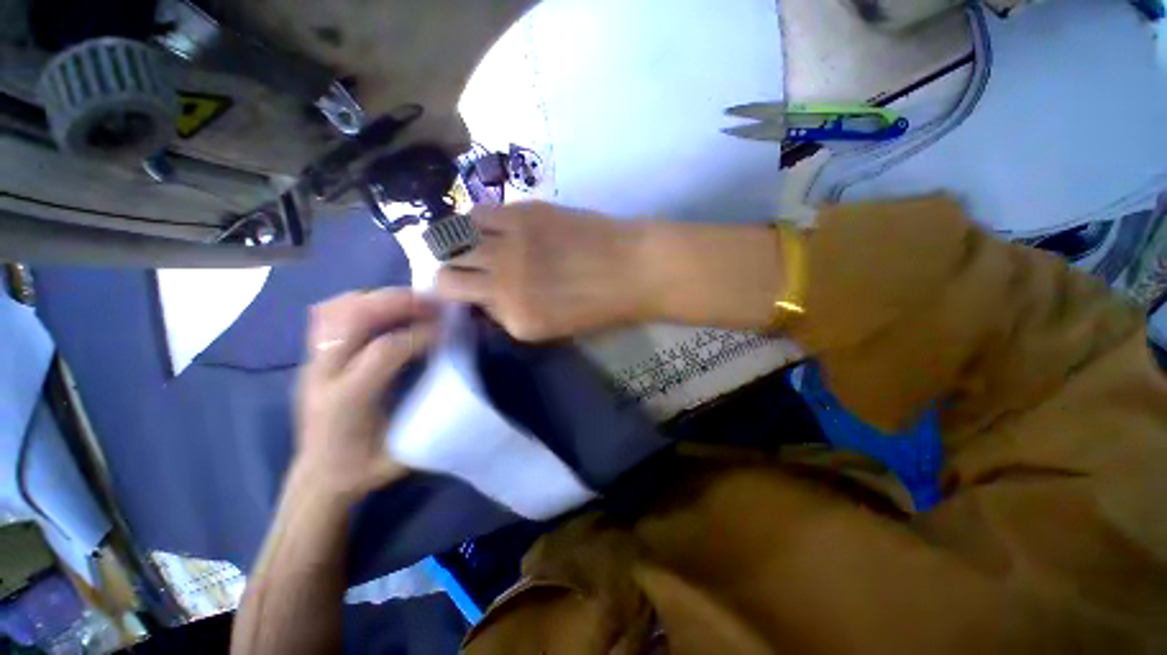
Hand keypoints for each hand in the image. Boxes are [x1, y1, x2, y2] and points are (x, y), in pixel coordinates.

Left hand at [294, 289, 438, 502]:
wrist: (319, 477)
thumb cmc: (365, 468)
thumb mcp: (404, 451)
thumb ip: (430, 413)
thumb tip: (458, 376)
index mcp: (346, 401)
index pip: (385, 350)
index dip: (421, 334)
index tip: (448, 330)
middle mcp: (322, 374)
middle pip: (356, 317)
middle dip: (400, 302)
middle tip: (435, 303)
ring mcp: (312, 362)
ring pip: (338, 309)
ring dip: (381, 297)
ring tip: (415, 301)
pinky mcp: (312, 358)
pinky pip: (329, 315)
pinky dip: (359, 302)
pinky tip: (384, 308)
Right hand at [434, 202, 649, 340]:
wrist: (635, 268)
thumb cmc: (604, 306)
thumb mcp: (556, 330)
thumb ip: (514, 316)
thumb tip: (488, 299)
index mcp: (517, 320)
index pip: (466, 309)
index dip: (464, 301)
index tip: (471, 293)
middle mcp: (504, 284)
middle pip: (445, 276)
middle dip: (447, 275)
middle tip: (462, 269)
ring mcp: (510, 246)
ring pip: (452, 241)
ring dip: (456, 245)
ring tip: (471, 244)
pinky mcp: (522, 214)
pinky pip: (478, 213)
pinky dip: (476, 221)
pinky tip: (490, 226)